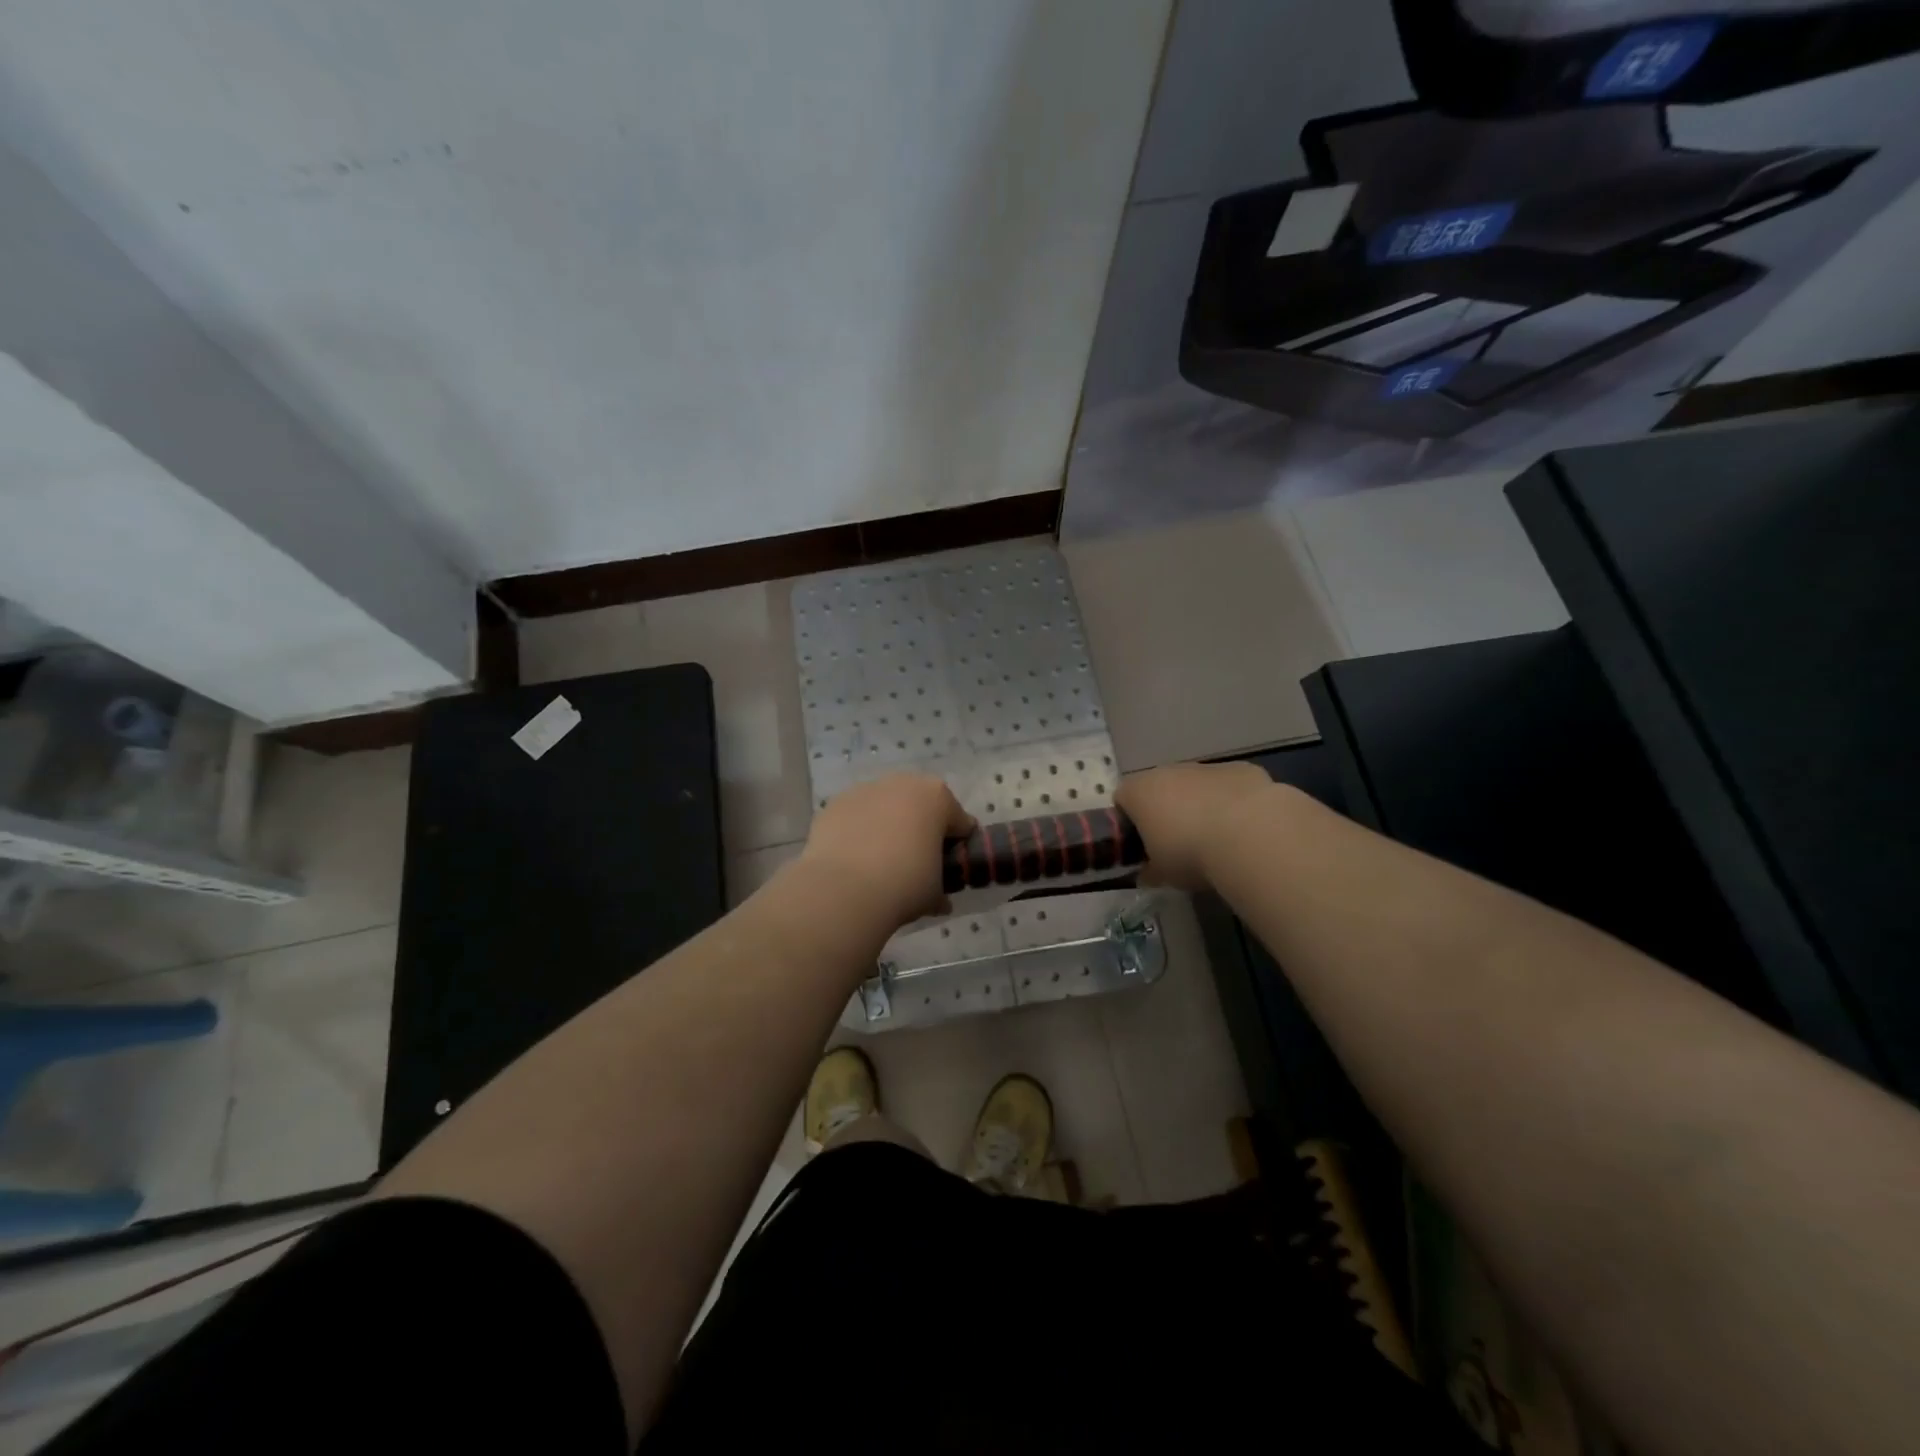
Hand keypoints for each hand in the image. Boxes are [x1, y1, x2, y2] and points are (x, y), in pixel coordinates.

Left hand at [798, 774, 974, 929]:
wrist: (843, 889)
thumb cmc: (904, 883)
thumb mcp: (935, 894)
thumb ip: (941, 890)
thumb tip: (941, 901)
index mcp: (937, 797)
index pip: (959, 821)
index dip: (957, 846)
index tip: (949, 868)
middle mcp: (902, 783)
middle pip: (920, 806)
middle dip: (921, 829)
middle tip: (916, 863)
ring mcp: (864, 790)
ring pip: (885, 807)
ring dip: (888, 827)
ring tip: (880, 863)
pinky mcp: (835, 804)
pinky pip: (856, 817)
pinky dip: (859, 832)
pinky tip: (854, 859)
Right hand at [1115, 761, 1277, 890]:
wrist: (1250, 835)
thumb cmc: (1190, 854)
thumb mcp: (1162, 873)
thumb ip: (1150, 870)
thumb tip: (1148, 875)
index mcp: (1139, 792)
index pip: (1122, 799)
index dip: (1130, 823)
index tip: (1142, 847)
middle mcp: (1168, 771)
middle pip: (1159, 788)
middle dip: (1166, 811)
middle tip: (1179, 845)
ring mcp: (1206, 767)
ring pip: (1195, 785)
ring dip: (1199, 805)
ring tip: (1217, 839)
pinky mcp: (1240, 770)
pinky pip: (1228, 786)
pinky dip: (1232, 802)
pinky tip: (1245, 828)